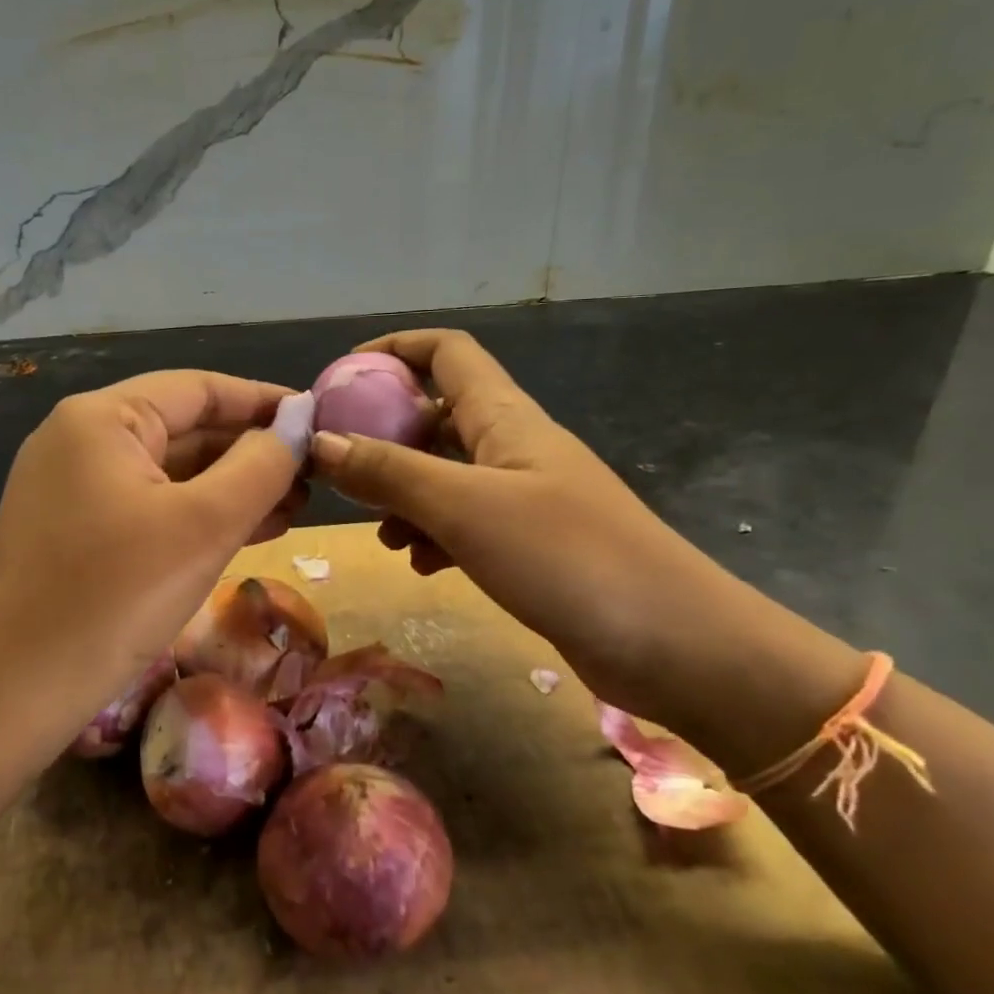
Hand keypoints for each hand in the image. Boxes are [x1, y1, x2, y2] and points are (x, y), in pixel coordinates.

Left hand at [0, 371, 306, 713]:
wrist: (14, 692)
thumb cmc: (116, 595)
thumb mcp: (204, 524)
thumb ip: (261, 464)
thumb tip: (299, 419)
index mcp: (102, 419)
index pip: (198, 389)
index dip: (263, 401)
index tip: (317, 419)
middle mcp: (80, 439)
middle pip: (184, 429)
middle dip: (251, 452)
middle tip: (313, 476)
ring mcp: (71, 487)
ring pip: (169, 472)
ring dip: (231, 487)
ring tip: (295, 507)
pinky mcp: (73, 531)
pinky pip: (148, 506)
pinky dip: (197, 515)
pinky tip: (248, 531)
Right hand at [308, 330, 849, 731]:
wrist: (676, 644)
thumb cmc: (566, 556)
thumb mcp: (463, 507)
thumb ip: (388, 472)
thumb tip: (317, 442)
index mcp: (503, 417)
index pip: (446, 352)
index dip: (394, 349)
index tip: (342, 377)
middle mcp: (512, 446)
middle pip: (436, 416)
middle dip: (384, 435)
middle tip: (339, 469)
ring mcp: (524, 497)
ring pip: (446, 475)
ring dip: (404, 493)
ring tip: (378, 530)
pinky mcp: (530, 544)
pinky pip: (465, 522)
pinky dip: (434, 534)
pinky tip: (419, 564)